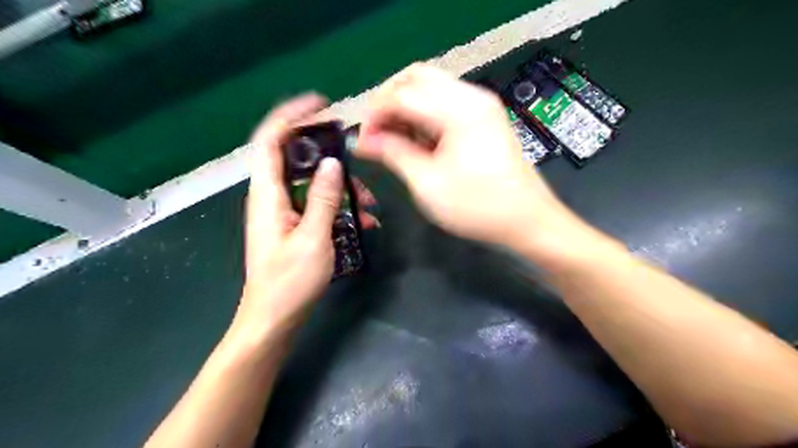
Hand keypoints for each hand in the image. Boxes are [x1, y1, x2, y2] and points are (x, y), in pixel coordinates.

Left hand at [236, 94, 376, 338]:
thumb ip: (322, 198)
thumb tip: (331, 162)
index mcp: (267, 195)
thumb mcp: (313, 238)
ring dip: (340, 187)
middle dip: (327, 154)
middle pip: (296, 159)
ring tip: (369, 204)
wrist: (273, 320)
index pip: (271, 141)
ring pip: (311, 184)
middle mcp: (272, 197)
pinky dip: (338, 207)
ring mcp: (283, 213)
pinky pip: (317, 205)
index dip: (291, 117)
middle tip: (355, 155)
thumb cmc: (289, 283)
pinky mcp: (294, 227)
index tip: (320, 105)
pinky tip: (363, 222)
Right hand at [356, 62, 572, 251]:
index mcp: (458, 110)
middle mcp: (471, 96)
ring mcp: (481, 105)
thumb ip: (394, 154)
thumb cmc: (478, 207)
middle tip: (376, 133)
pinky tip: (417, 139)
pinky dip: (424, 114)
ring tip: (393, 139)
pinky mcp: (485, 117)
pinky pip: (445, 102)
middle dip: (388, 100)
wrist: (528, 221)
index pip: (402, 94)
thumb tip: (363, 141)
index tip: (362, 142)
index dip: (375, 115)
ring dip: (405, 106)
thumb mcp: (428, 184)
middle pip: (416, 77)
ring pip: (430, 87)